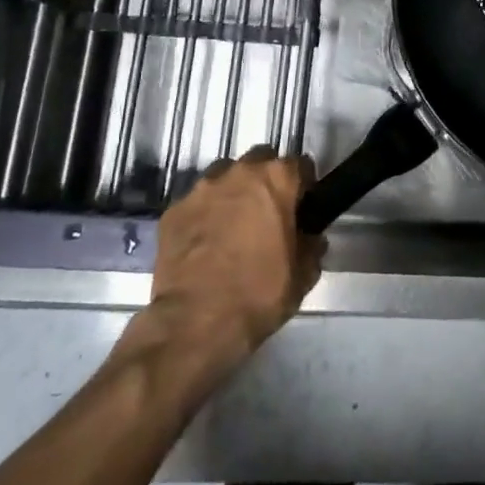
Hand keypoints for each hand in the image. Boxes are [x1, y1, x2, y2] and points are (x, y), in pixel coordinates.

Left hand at [121, 148, 324, 383]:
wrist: (196, 323)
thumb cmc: (259, 293)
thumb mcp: (303, 274)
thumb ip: (311, 246)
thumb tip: (310, 238)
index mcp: (277, 179)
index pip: (301, 165)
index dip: (304, 186)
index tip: (302, 207)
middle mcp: (239, 172)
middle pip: (260, 161)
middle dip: (266, 180)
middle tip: (268, 213)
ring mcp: (201, 189)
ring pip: (224, 176)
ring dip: (233, 192)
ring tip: (233, 225)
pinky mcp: (173, 210)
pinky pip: (197, 202)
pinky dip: (204, 214)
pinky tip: (206, 243)